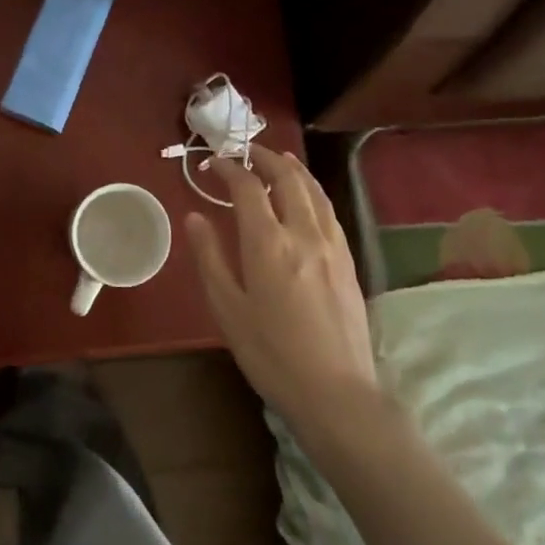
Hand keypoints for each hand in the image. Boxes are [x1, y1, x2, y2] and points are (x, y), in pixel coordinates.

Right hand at [184, 149, 377, 432]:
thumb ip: (210, 257)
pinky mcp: (349, 260)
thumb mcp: (227, 309)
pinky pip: (328, 210)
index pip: (248, 188)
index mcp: (268, 243)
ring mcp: (332, 245)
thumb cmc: (271, 354)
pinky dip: (312, 190)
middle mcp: (304, 233)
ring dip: (293, 168)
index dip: (229, 169)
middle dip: (264, 157)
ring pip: (314, 190)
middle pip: (288, 178)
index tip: (212, 164)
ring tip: (276, 160)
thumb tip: (195, 216)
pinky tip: (305, 196)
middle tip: (244, 152)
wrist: (336, 392)